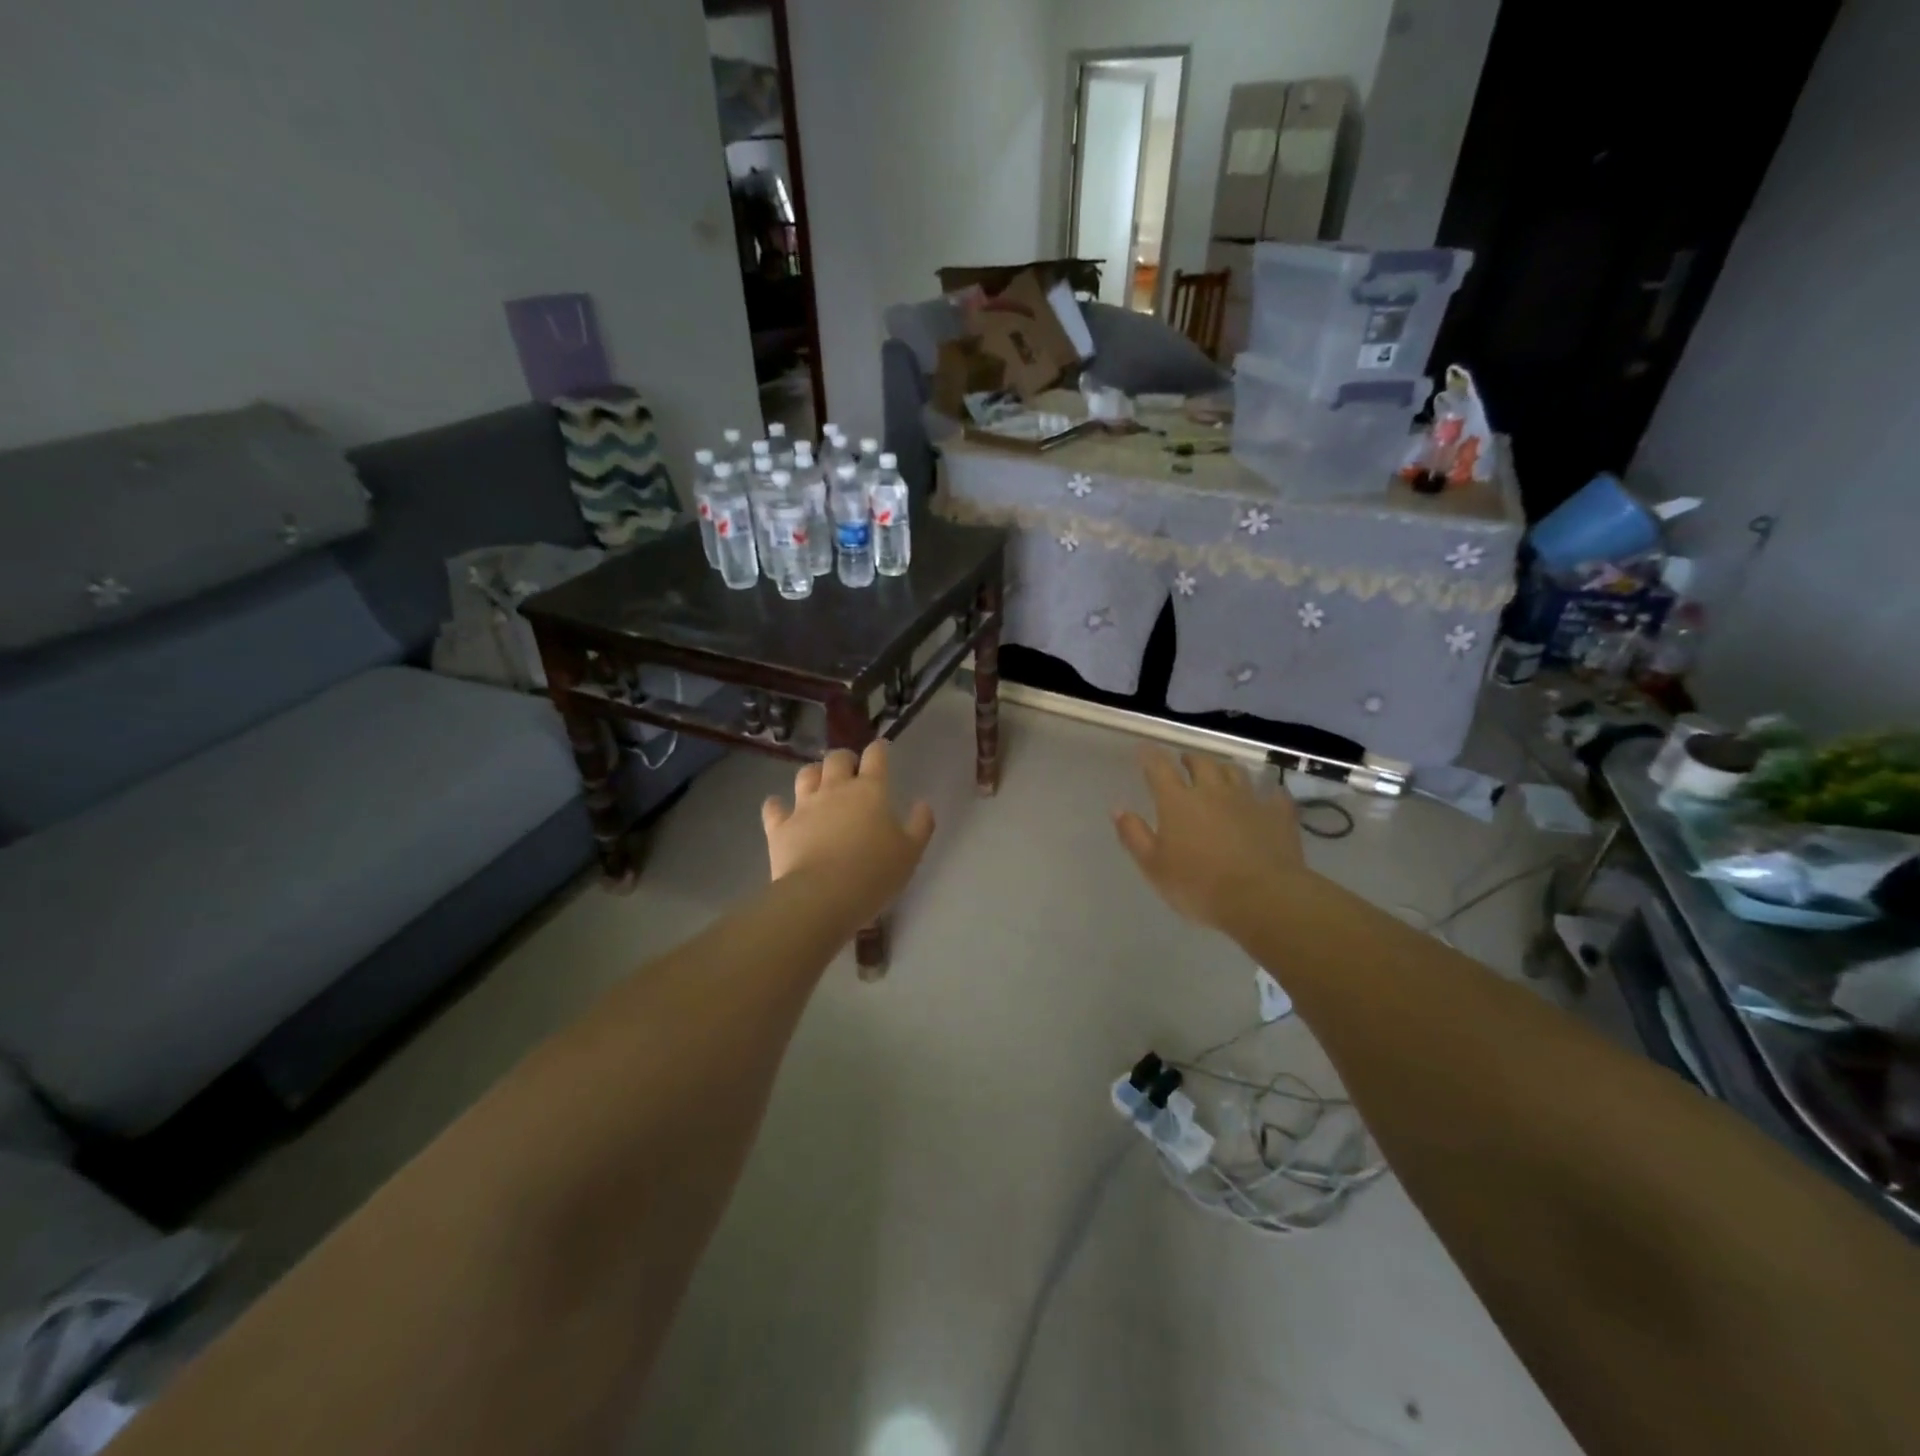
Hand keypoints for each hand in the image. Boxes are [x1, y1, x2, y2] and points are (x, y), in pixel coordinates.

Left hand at [762, 741, 935, 921]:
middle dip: (844, 759)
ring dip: (813, 774)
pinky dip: (776, 805)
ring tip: (818, 783)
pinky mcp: (780, 827)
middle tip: (850, 769)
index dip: (878, 749)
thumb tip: (922, 804)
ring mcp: (804, 806)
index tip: (880, 749)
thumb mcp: (911, 852)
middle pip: (837, 758)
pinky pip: (774, 807)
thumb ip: (920, 824)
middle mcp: (836, 789)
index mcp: (871, 791)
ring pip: (805, 775)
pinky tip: (778, 808)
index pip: (875, 756)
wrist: (823, 896)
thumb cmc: (874, 873)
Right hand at [1114, 749, 1309, 932]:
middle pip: (1200, 763)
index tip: (1144, 748)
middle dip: (1190, 759)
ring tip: (1220, 774)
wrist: (1262, 898)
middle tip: (1184, 762)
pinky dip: (1266, 793)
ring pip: (1235, 772)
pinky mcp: (1278, 815)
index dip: (1149, 754)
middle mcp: (1212, 791)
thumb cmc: (1199, 885)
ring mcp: (1249, 800)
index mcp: (1177, 802)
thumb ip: (1134, 835)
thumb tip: (1118, 809)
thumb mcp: (1154, 867)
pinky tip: (1266, 798)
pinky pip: (1273, 795)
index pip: (1159, 767)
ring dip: (1224, 769)